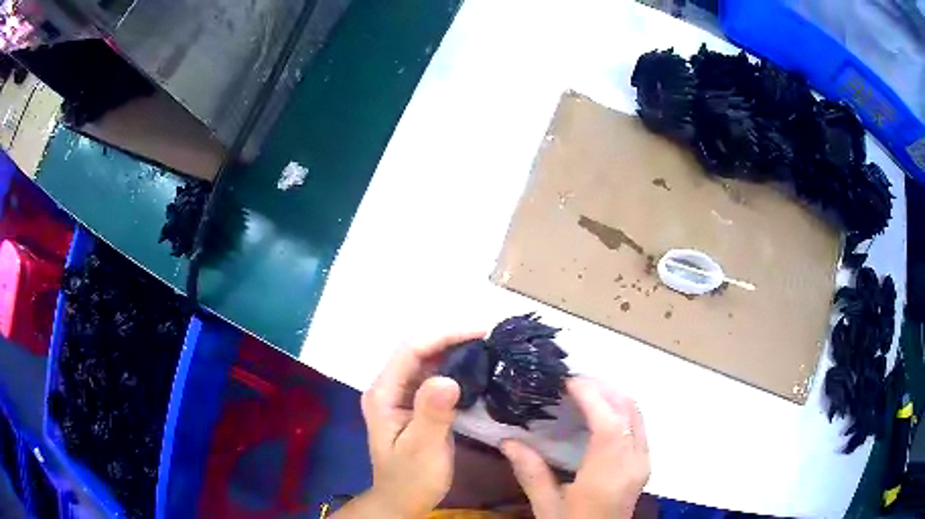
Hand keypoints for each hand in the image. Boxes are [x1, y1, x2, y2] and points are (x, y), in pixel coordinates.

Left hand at [332, 331, 483, 518]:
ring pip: (427, 360)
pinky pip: (433, 375)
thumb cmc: (411, 479)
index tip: (481, 332)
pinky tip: (475, 367)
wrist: (402, 500)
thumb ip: (432, 414)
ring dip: (454, 349)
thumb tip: (448, 378)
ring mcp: (400, 394)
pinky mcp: (414, 403)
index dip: (444, 335)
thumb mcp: (423, 449)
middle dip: (451, 337)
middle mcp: (389, 387)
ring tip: (487, 346)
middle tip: (489, 337)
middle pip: (418, 349)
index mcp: (383, 393)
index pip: (411, 350)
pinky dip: (455, 366)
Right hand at [500, 377, 649, 518]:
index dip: (591, 396)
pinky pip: (637, 424)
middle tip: (571, 381)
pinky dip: (620, 408)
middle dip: (602, 388)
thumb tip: (507, 440)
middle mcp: (633, 463)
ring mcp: (643, 461)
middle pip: (628, 410)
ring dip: (612, 395)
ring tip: (583, 390)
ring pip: (636, 413)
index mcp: (608, 475)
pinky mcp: (644, 463)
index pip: (609, 424)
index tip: (567, 381)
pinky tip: (599, 411)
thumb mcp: (547, 506)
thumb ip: (531, 472)